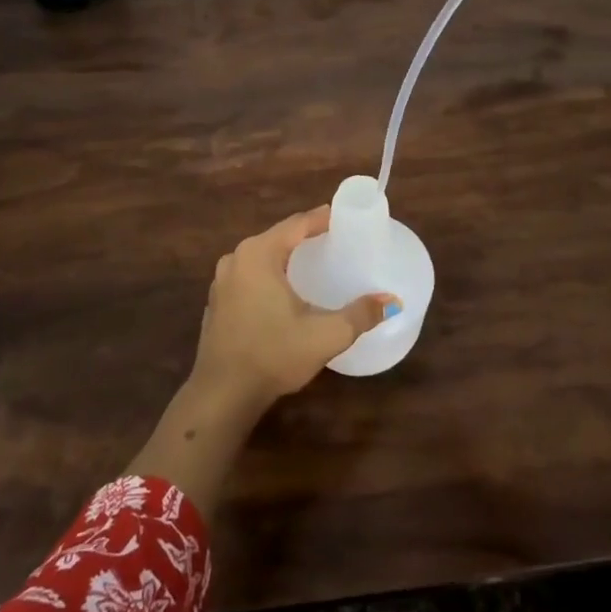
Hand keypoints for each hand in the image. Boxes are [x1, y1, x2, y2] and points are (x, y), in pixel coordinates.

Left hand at [191, 208, 396, 411]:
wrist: (222, 394)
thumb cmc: (273, 355)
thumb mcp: (325, 335)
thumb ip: (360, 314)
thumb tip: (392, 301)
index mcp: (259, 254)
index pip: (297, 224)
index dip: (322, 218)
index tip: (345, 217)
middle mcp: (237, 258)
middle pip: (278, 236)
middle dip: (306, 235)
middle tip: (335, 239)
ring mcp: (222, 280)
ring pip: (261, 256)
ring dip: (286, 254)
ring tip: (313, 261)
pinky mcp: (218, 301)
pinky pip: (249, 274)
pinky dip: (270, 274)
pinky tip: (285, 289)